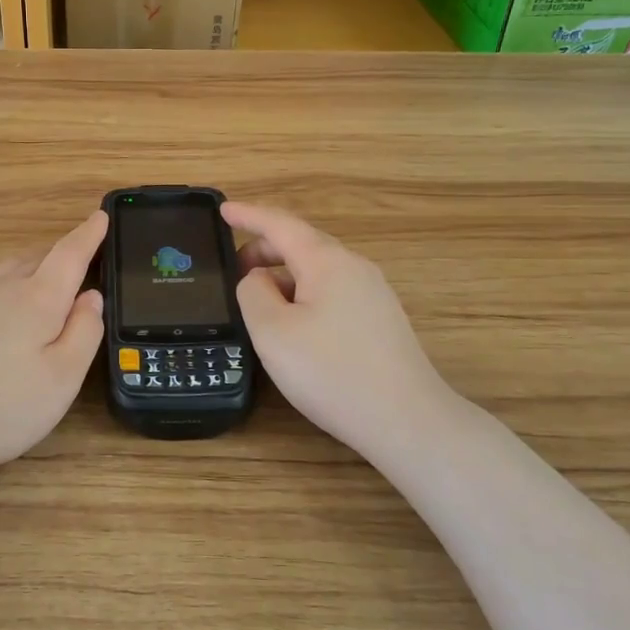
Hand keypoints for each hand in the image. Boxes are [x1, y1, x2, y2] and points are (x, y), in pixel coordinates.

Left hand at [0, 211, 107, 486]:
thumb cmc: (0, 409)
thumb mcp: (62, 379)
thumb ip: (84, 332)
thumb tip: (92, 296)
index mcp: (38, 299)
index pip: (69, 254)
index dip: (89, 234)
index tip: (101, 216)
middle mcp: (2, 289)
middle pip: (39, 258)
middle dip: (63, 254)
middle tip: (83, 260)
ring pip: (8, 268)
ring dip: (33, 264)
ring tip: (47, 274)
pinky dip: (1, 276)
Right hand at [223, 201, 456, 453]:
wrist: (406, 420)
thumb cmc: (331, 371)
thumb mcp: (273, 331)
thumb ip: (253, 293)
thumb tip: (259, 278)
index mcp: (327, 261)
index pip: (280, 224)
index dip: (248, 215)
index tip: (222, 209)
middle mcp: (354, 267)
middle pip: (301, 244)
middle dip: (263, 249)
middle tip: (232, 268)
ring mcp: (373, 293)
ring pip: (317, 271)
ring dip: (283, 276)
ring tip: (257, 301)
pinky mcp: (380, 320)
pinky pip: (332, 292)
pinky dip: (303, 294)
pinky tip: (293, 324)